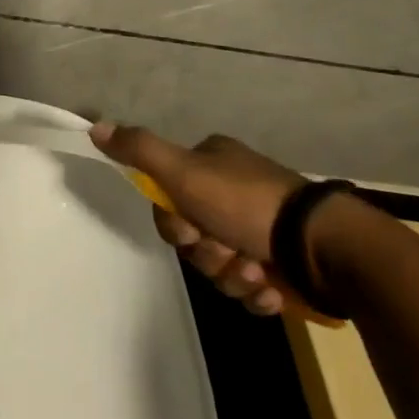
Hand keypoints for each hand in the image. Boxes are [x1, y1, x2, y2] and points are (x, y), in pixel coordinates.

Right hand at [89, 124, 318, 317]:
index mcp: (213, 162)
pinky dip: (256, 292)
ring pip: (220, 264)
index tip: (189, 229)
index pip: (169, 196)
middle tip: (225, 252)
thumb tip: (95, 126)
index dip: (173, 222)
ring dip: (232, 276)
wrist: (323, 247)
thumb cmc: (246, 203)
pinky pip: (250, 286)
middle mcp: (235, 190)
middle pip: (194, 235)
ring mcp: (262, 228)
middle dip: (206, 253)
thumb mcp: (184, 172)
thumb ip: (140, 150)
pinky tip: (270, 289)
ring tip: (255, 274)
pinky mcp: (284, 264)